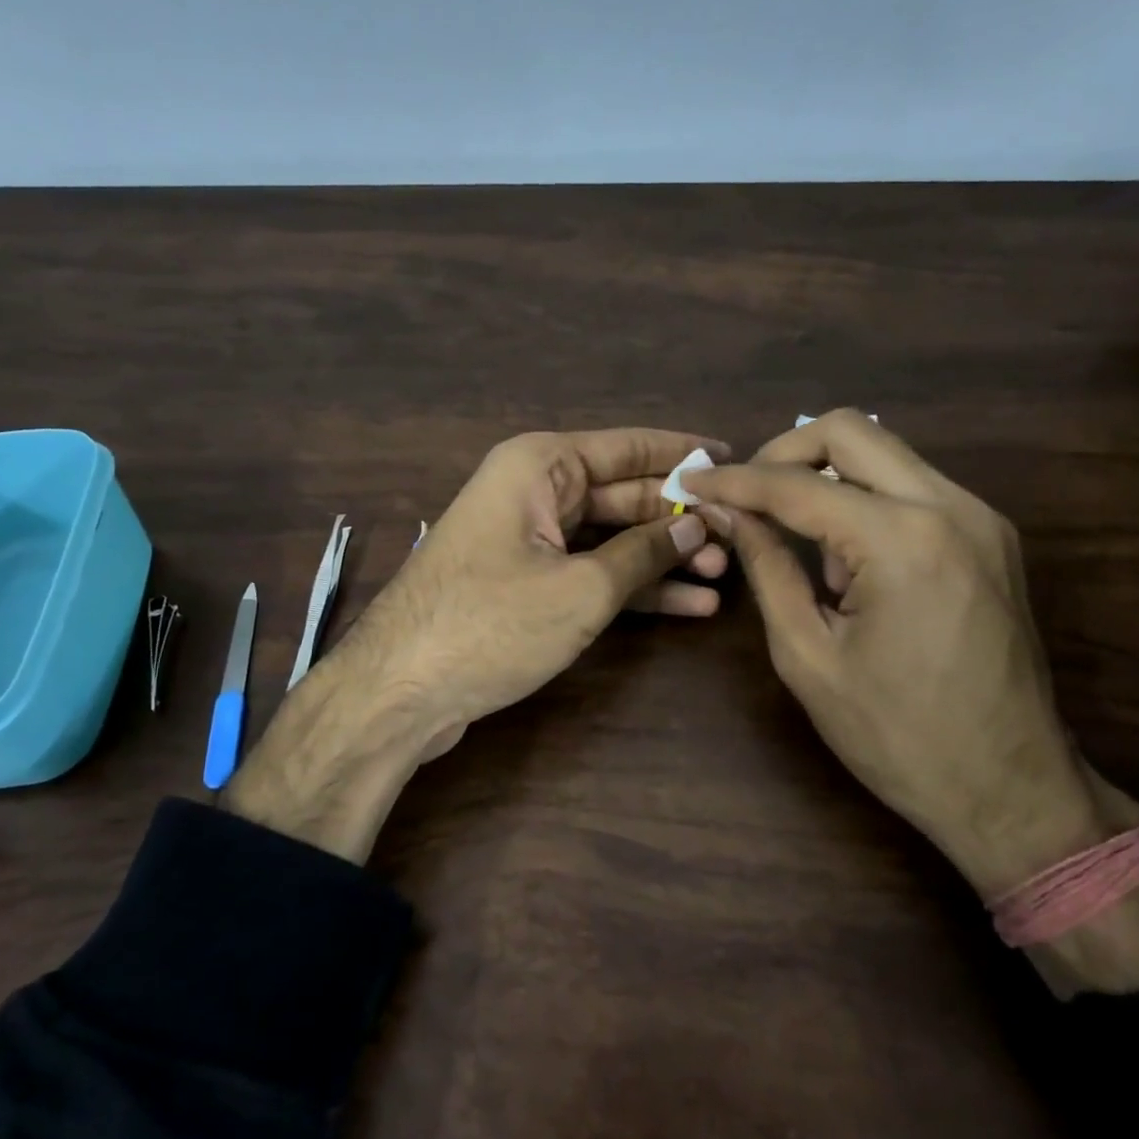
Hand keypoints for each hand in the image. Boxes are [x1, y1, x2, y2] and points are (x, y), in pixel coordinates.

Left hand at [225, 427, 729, 859]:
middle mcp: (534, 490)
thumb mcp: (580, 588)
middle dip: (677, 518)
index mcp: (540, 466)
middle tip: (738, 537)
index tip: (733, 460)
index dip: (682, 453)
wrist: (401, 691)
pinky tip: (687, 605)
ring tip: (722, 576)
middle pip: (622, 494)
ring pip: (609, 537)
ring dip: (661, 557)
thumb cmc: (490, 623)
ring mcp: (528, 537)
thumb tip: (698, 526)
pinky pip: (590, 570)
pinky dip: (632, 586)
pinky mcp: (526, 580)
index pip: (628, 447)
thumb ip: (644, 553)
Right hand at [681, 411, 1104, 897]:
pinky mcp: (991, 535)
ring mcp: (980, 517)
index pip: (796, 485)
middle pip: (848, 429)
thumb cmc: (897, 737)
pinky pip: (911, 485)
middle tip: (744, 493)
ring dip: (826, 476)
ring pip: (884, 451)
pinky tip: (847, 557)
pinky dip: (864, 499)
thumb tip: (730, 512)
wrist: (1012, 791)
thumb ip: (766, 568)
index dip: (735, 481)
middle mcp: (949, 508)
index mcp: (901, 541)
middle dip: (782, 451)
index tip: (692, 483)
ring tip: (798, 539)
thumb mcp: (807, 655)